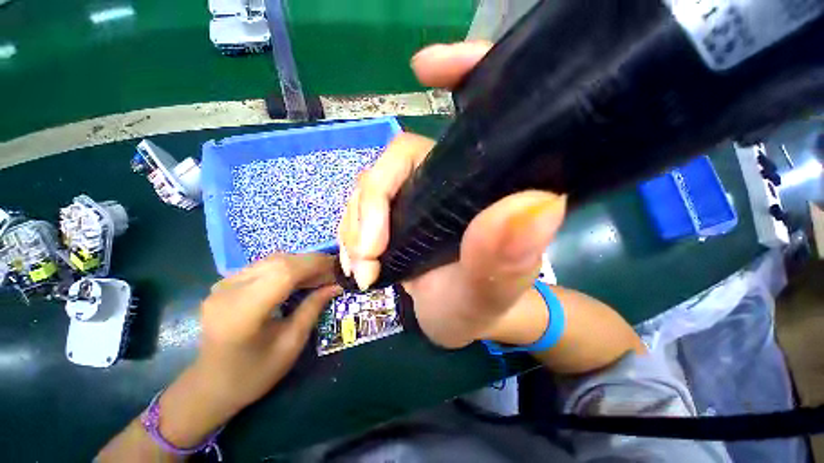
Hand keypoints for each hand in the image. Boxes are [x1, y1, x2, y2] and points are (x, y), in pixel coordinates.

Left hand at [196, 253, 340, 413]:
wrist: (210, 386)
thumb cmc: (253, 374)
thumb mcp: (291, 345)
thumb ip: (312, 309)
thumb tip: (336, 285)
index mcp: (242, 312)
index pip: (284, 273)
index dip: (315, 265)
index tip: (338, 268)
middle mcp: (229, 291)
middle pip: (279, 261)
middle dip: (312, 262)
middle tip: (333, 272)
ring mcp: (223, 284)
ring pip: (273, 259)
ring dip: (301, 263)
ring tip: (320, 275)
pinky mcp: (226, 282)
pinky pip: (264, 266)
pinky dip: (288, 267)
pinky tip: (299, 278)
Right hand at [338, 42, 566, 348]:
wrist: (461, 321)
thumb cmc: (482, 306)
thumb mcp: (491, 291)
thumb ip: (507, 257)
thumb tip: (538, 203)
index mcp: (485, 186)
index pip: (477, 116)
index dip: (461, 76)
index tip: (426, 67)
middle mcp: (450, 180)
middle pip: (395, 163)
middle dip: (370, 207)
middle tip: (368, 255)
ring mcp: (417, 196)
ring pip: (371, 190)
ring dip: (355, 228)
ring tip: (362, 268)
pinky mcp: (396, 216)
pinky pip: (361, 211)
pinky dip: (352, 234)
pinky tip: (357, 262)